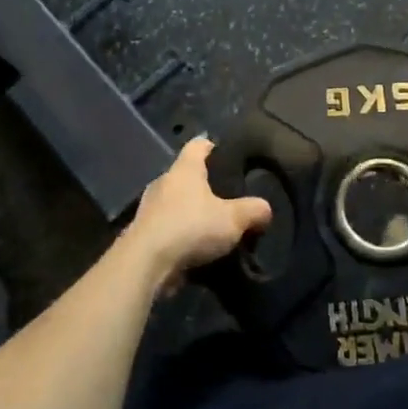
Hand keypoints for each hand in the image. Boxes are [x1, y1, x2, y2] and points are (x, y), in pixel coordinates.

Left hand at [121, 137, 272, 289]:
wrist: (145, 263)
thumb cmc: (191, 227)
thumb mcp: (233, 219)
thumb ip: (254, 211)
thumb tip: (265, 209)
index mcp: (184, 169)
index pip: (199, 145)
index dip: (214, 147)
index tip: (228, 157)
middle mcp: (163, 182)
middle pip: (186, 176)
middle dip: (205, 187)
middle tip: (228, 200)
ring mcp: (149, 208)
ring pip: (175, 204)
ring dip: (191, 214)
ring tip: (213, 229)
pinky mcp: (142, 234)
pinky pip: (167, 228)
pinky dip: (180, 236)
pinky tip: (196, 250)